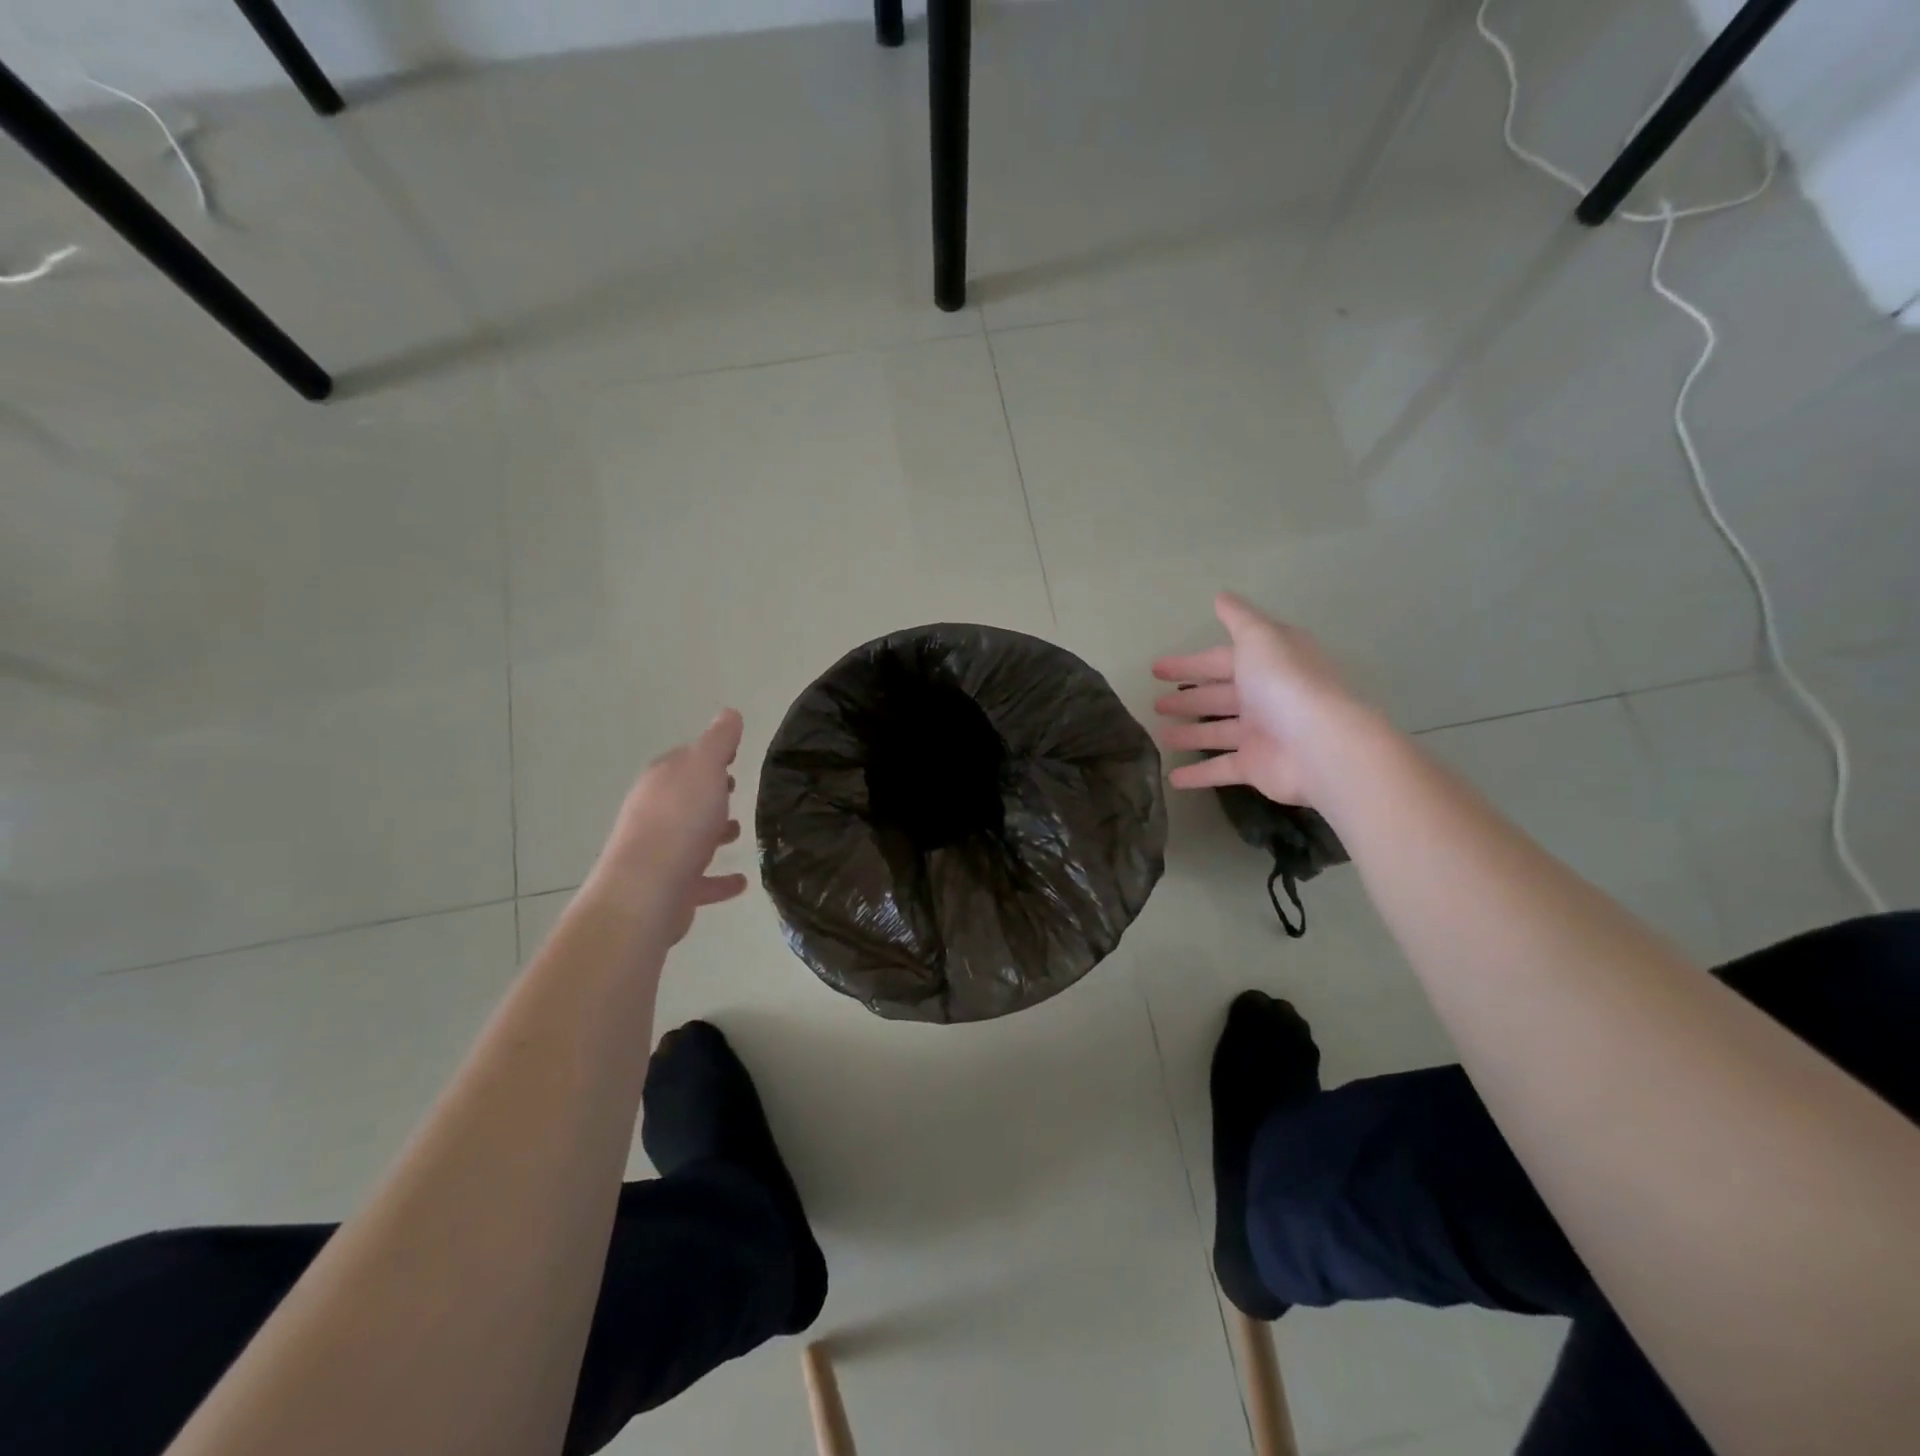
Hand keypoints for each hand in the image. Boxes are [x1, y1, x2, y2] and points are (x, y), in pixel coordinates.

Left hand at [588, 709, 749, 944]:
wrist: (647, 891)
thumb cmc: (680, 821)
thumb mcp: (704, 768)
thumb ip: (718, 741)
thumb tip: (729, 713)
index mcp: (661, 781)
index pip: (685, 759)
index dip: (709, 756)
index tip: (734, 756)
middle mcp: (654, 813)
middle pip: (685, 797)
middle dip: (709, 793)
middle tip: (736, 790)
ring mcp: (660, 852)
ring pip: (690, 837)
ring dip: (712, 833)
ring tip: (740, 832)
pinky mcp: (671, 888)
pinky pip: (700, 880)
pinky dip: (719, 879)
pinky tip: (740, 882)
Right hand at [1152, 593, 1363, 808]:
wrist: (1320, 744)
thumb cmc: (1285, 683)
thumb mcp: (1260, 637)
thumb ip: (1238, 618)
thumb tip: (1221, 597)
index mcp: (1268, 664)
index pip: (1221, 661)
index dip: (1189, 663)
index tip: (1157, 669)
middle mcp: (1266, 697)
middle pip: (1220, 696)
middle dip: (1188, 698)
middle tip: (1155, 703)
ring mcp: (1262, 734)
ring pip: (1218, 731)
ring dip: (1189, 733)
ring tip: (1159, 735)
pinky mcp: (1257, 767)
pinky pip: (1221, 768)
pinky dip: (1198, 774)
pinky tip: (1173, 778)